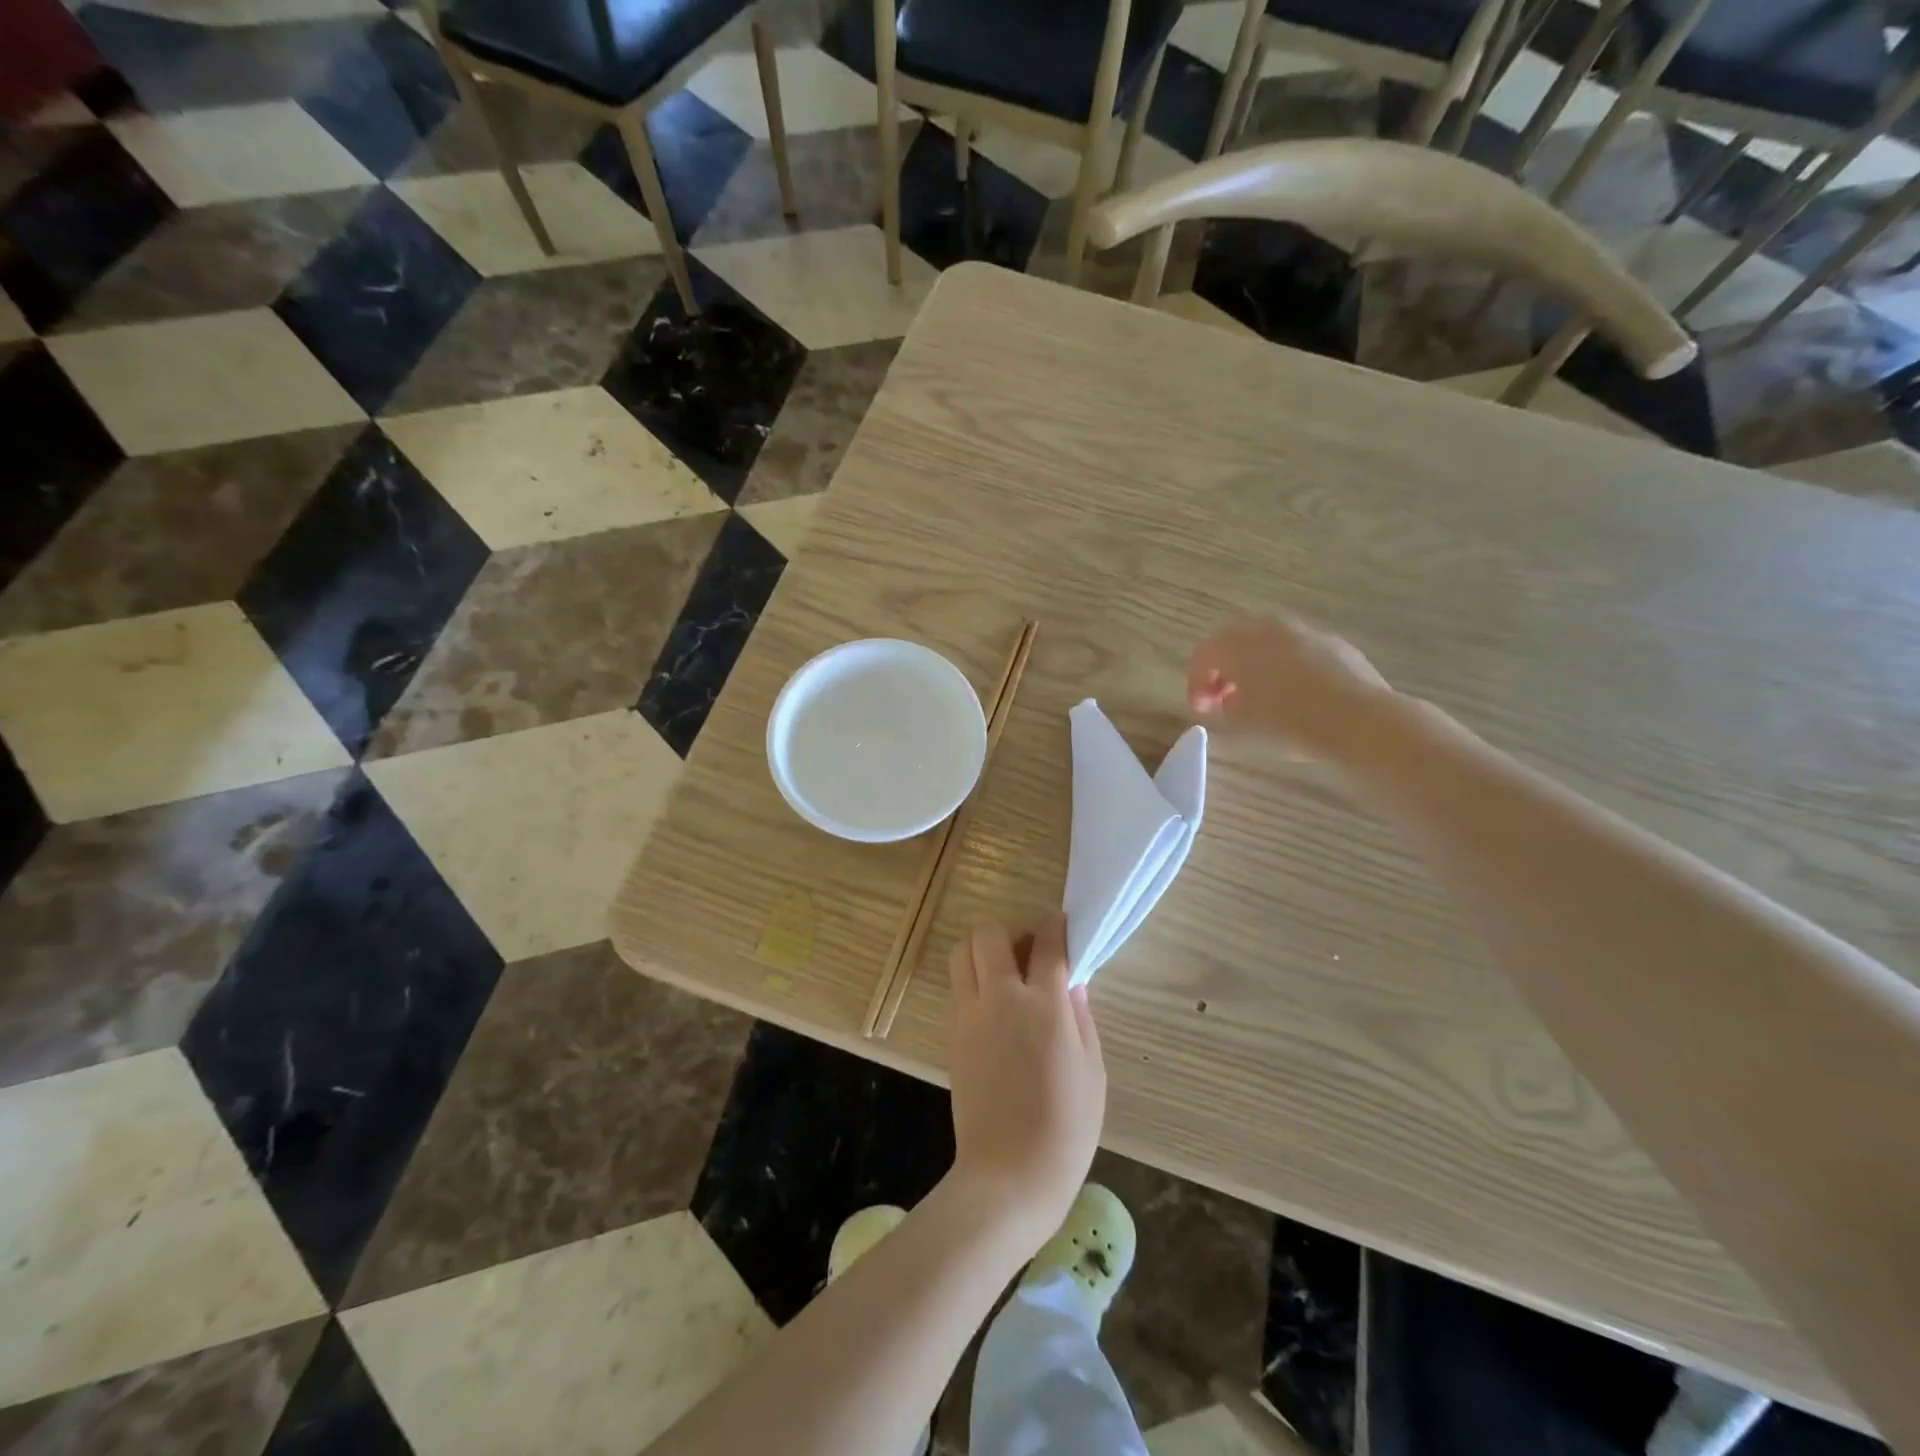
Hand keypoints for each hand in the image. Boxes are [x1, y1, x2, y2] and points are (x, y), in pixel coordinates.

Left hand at [946, 916, 1105, 1250]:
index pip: (1046, 943)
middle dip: (1013, 930)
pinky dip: (974, 978)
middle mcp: (1000, 999)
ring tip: (1008, 972)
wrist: (1008, 1176)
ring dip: (985, 949)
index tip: (1062, 926)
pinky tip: (995, 1004)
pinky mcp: (952, 1033)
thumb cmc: (1065, 1128)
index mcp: (1043, 1006)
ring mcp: (969, 1014)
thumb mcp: (1092, 1070)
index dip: (1056, 926)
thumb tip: (1072, 980)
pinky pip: (957, 984)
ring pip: (962, 951)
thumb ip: (1080, 1015)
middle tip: (1031, 951)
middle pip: (991, 933)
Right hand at [1189, 616, 1391, 758]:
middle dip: (1224, 670)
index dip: (1196, 683)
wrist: (1360, 721)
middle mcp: (1270, 628)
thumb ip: (1219, 709)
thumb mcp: (1241, 724)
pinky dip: (1286, 667)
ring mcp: (1306, 632)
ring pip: (1269, 643)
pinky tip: (1295, 696)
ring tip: (1259, 699)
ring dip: (1256, 666)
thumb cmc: (1289, 724)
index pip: (1204, 655)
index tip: (1199, 709)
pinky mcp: (1335, 644)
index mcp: (1239, 644)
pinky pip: (1298, 651)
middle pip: (1234, 642)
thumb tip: (1216, 702)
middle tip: (1223, 699)